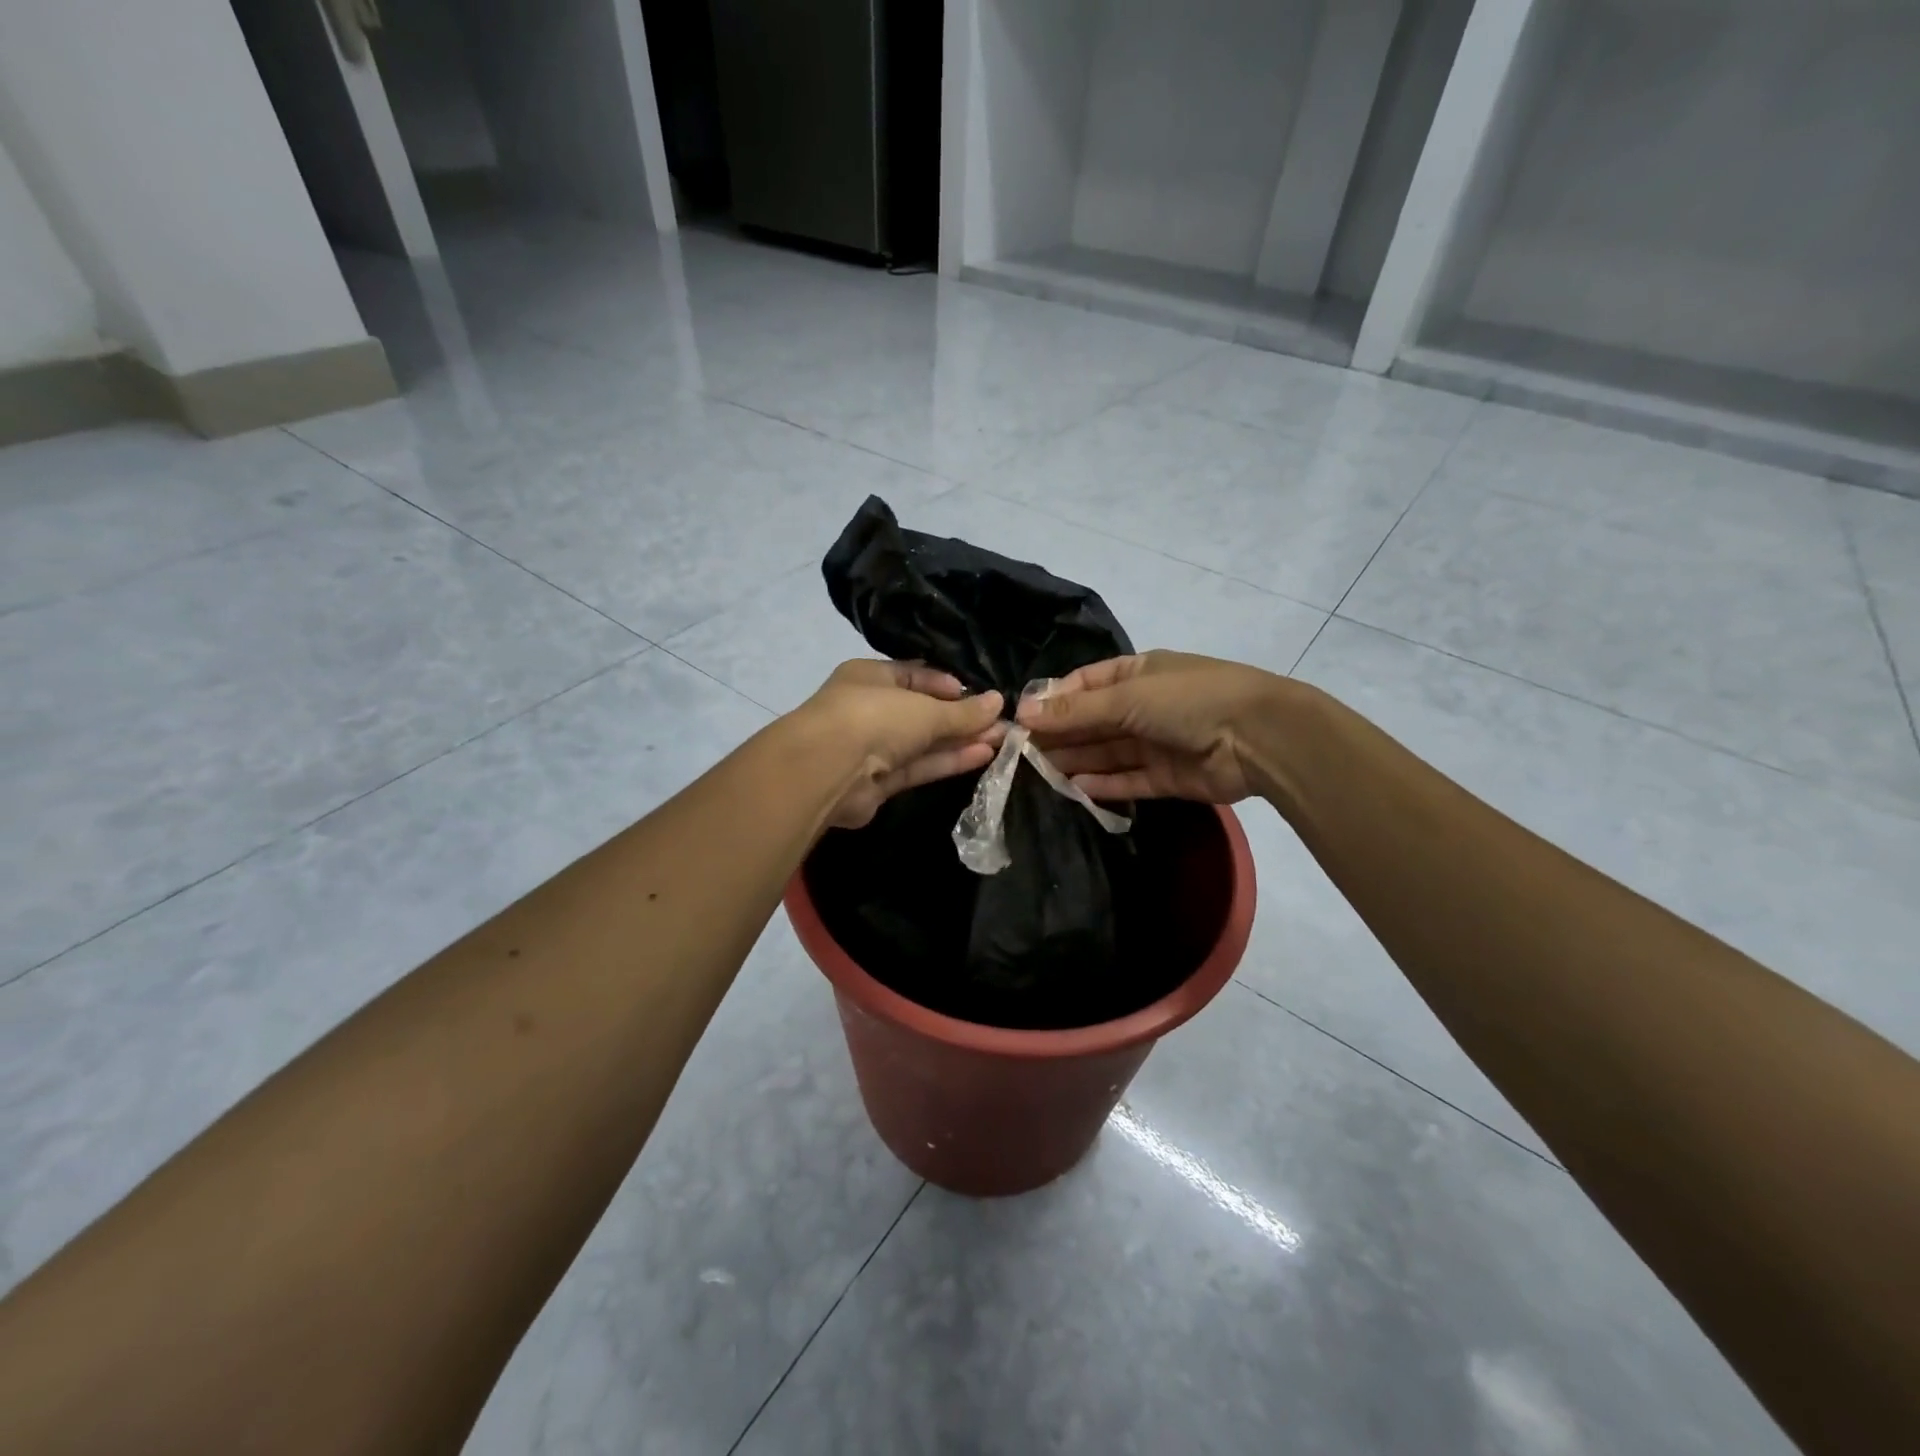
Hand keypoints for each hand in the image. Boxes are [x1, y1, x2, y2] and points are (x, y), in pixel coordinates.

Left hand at [798, 660, 1004, 828]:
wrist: (826, 770)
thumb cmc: (874, 718)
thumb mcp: (925, 709)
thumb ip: (963, 712)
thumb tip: (999, 703)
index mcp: (871, 677)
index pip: (914, 675)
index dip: (947, 684)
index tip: (979, 694)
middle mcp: (869, 709)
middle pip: (922, 711)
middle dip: (961, 718)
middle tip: (1002, 722)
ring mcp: (871, 747)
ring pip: (922, 742)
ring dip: (959, 741)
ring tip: (1002, 740)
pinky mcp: (877, 782)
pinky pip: (918, 766)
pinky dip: (946, 761)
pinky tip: (982, 755)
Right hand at [1017, 651, 1283, 803]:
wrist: (1259, 737)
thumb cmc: (1188, 700)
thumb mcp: (1127, 697)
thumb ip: (1076, 711)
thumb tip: (1023, 713)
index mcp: (1136, 674)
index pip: (1083, 685)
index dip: (1053, 701)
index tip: (1020, 721)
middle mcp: (1144, 706)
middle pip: (1092, 722)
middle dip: (1060, 735)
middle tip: (1020, 755)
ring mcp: (1157, 742)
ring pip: (1107, 753)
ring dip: (1076, 761)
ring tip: (1038, 775)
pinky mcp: (1168, 777)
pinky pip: (1128, 780)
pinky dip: (1104, 785)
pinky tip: (1075, 789)